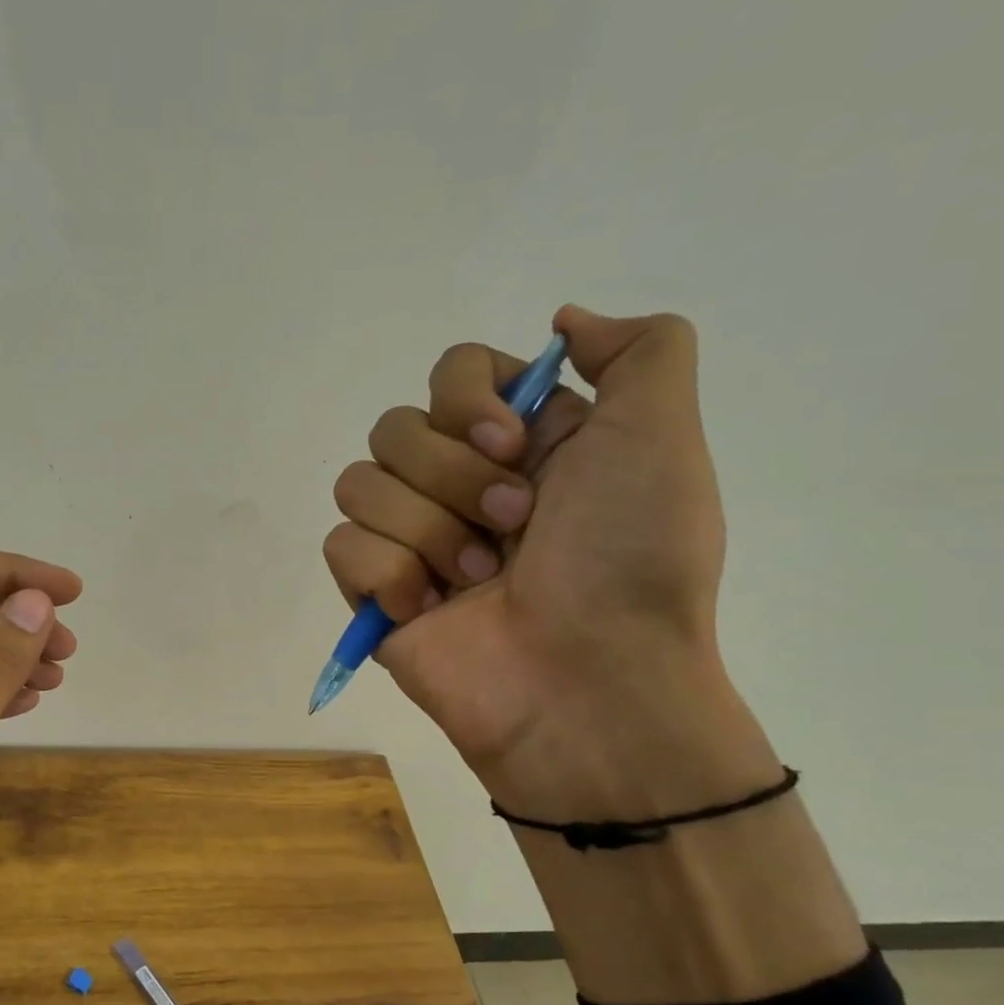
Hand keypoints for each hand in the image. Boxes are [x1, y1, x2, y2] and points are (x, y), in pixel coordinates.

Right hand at [325, 306, 769, 816]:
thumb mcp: (662, 437)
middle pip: (394, 427)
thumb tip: (562, 321)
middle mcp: (458, 482)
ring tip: (476, 581)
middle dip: (452, 478)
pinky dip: (387, 575)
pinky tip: (428, 610)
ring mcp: (411, 538)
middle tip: (512, 526)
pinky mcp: (373, 590)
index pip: (451, 373)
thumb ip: (639, 350)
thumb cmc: (630, 561)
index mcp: (519, 443)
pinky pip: (341, 544)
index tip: (512, 447)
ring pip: (359, 483)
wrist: (588, 683)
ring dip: (426, 531)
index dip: (468, 402)